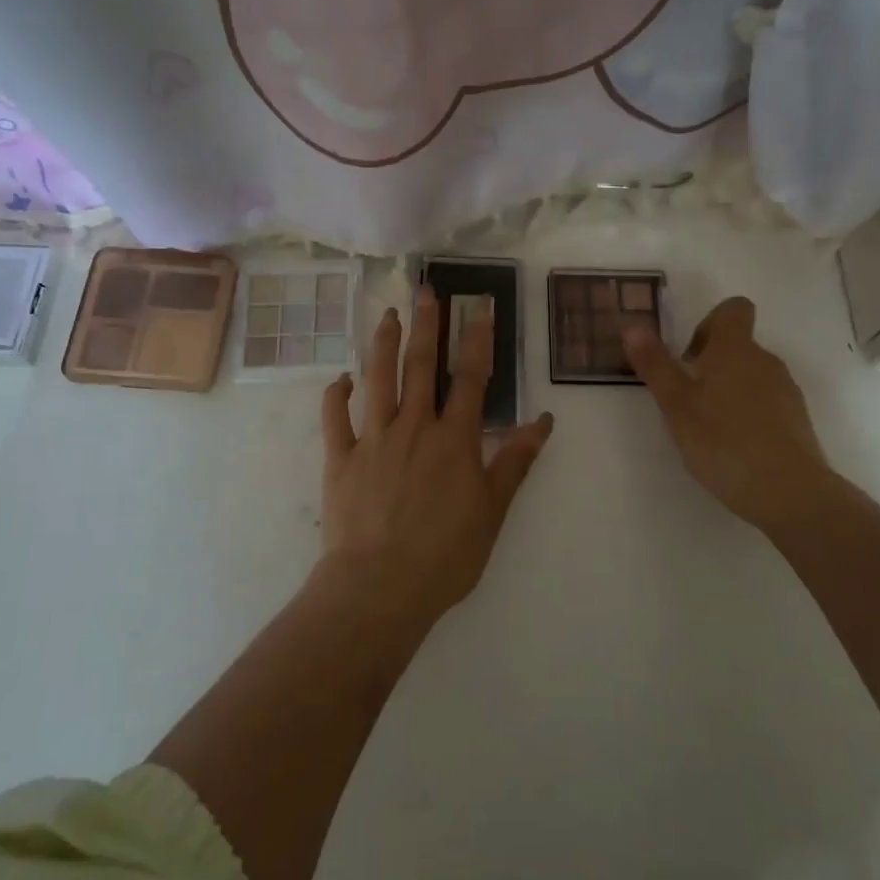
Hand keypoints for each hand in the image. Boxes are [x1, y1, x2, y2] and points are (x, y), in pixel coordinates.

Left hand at [319, 286, 554, 626]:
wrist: (379, 587)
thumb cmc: (445, 554)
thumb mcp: (493, 510)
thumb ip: (516, 462)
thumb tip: (544, 421)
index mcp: (454, 439)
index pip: (471, 378)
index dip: (478, 340)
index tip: (481, 307)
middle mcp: (414, 427)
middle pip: (422, 367)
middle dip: (428, 326)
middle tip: (427, 291)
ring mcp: (372, 440)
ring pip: (378, 380)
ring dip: (384, 345)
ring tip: (389, 315)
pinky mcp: (340, 459)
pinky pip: (335, 418)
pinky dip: (337, 394)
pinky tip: (342, 378)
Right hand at [625, 297, 831, 534]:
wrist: (788, 491)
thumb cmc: (723, 441)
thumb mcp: (676, 405)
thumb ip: (655, 364)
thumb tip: (633, 325)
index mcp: (735, 350)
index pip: (733, 309)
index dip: (709, 323)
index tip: (689, 356)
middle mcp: (765, 361)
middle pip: (738, 345)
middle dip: (710, 364)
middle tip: (687, 399)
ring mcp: (786, 390)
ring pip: (751, 375)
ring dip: (728, 389)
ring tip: (708, 427)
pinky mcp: (797, 419)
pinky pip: (767, 402)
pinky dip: (748, 413)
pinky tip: (734, 446)